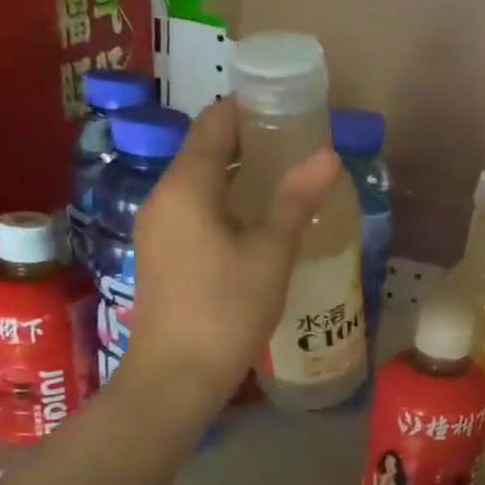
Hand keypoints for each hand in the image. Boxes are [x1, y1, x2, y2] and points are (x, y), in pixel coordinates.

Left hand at [113, 98, 339, 407]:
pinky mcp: (160, 255)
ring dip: (238, 176)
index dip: (248, 109)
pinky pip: (194, 211)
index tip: (288, 108)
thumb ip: (296, 200)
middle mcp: (163, 198)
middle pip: (204, 152)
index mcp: (186, 186)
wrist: (176, 376)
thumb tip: (328, 154)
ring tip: (285, 181)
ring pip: (199, 184)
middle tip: (296, 146)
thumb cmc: (227, 309)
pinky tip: (257, 223)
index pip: (214, 124)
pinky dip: (225, 203)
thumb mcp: (270, 253)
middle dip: (248, 142)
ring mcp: (157, 228)